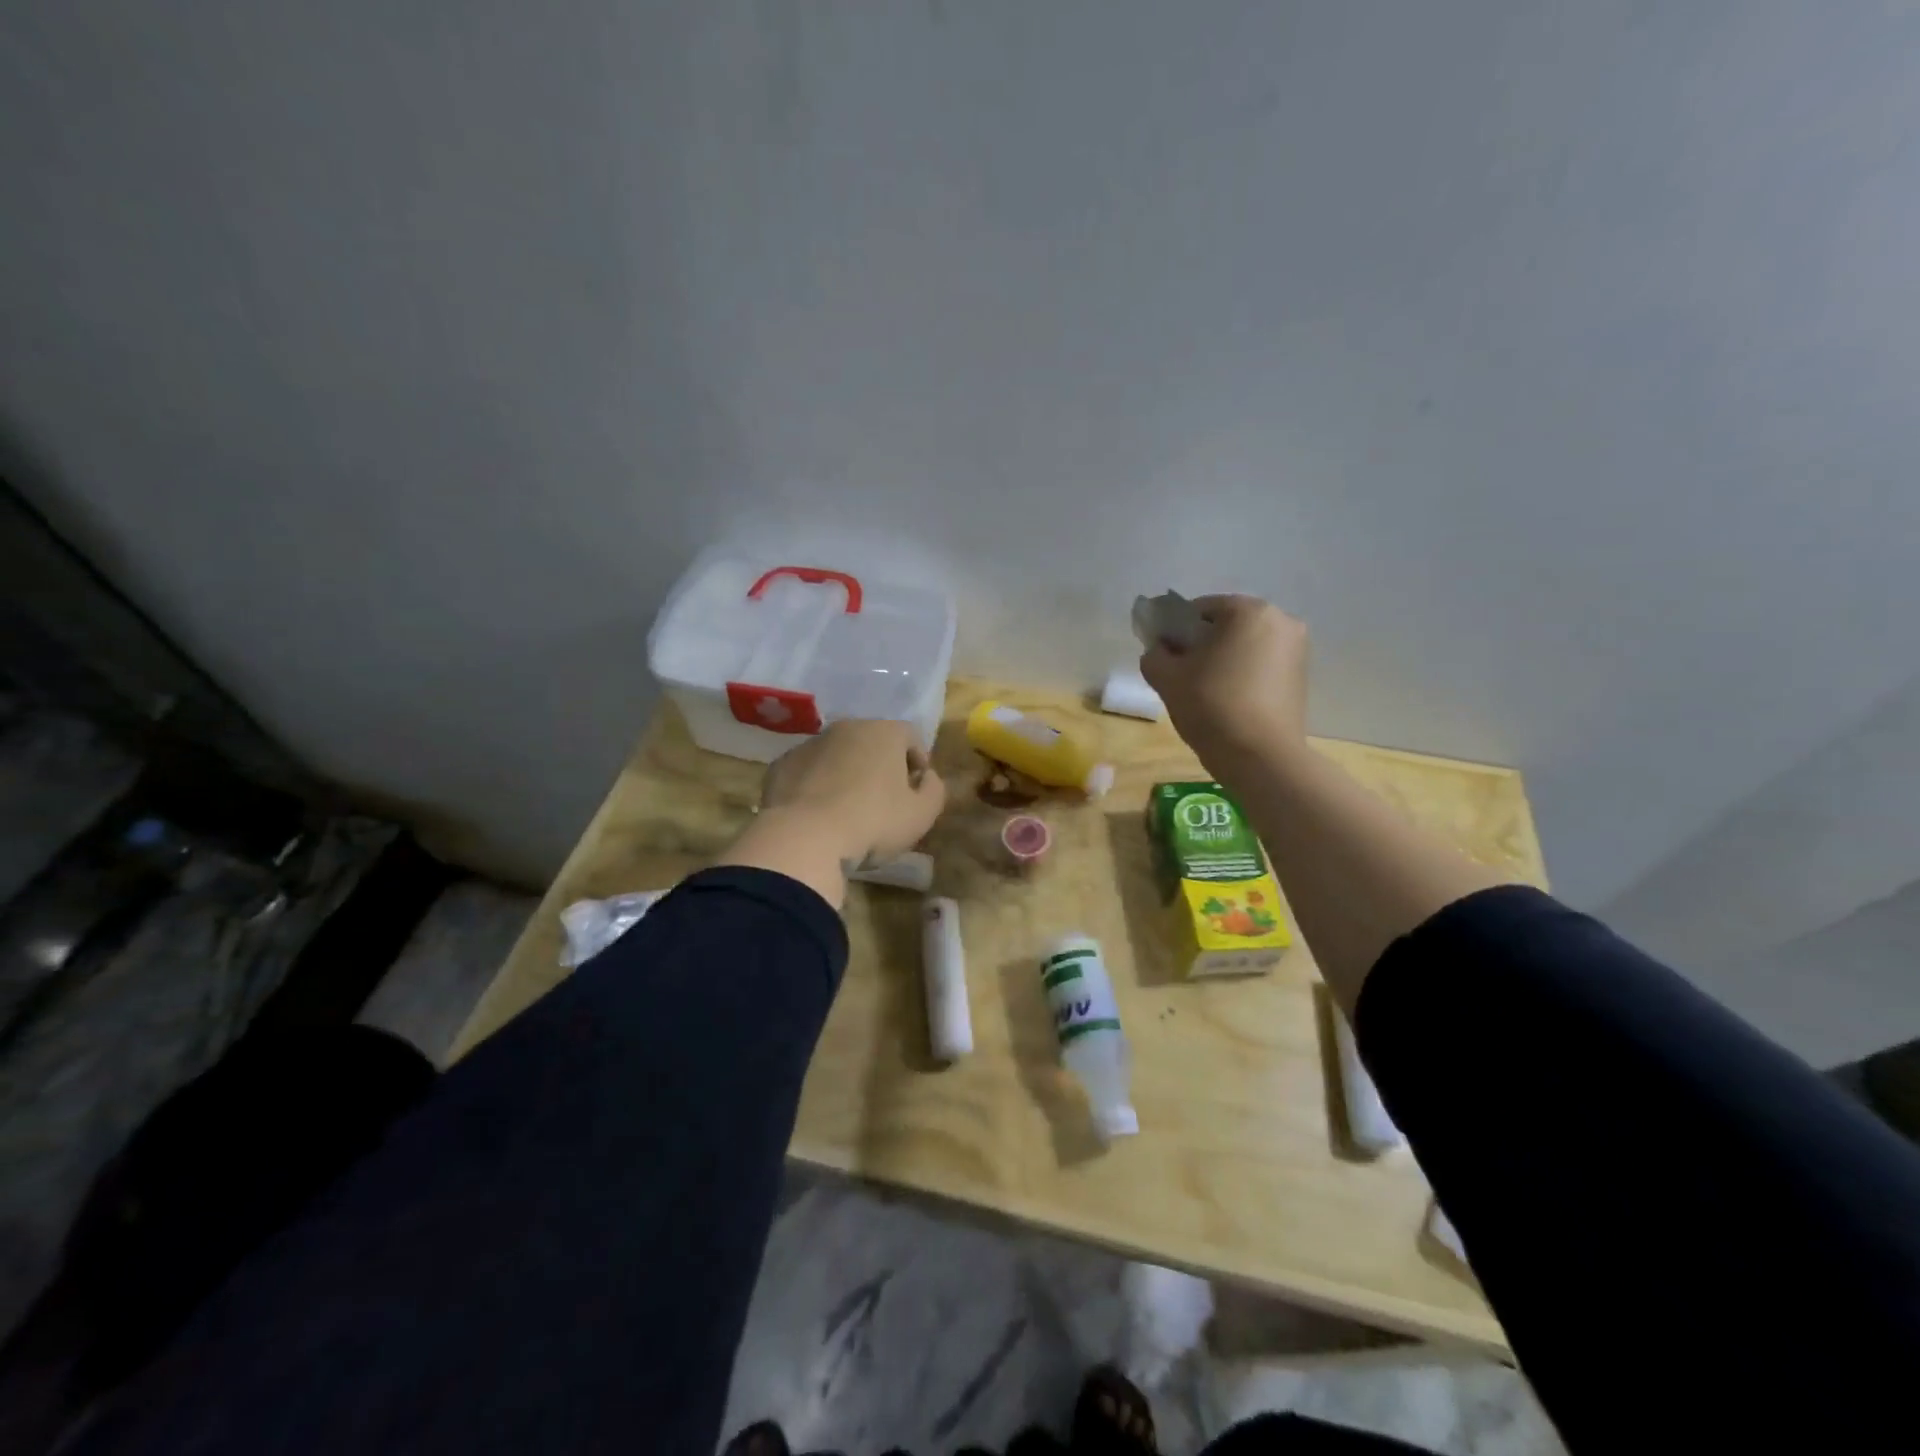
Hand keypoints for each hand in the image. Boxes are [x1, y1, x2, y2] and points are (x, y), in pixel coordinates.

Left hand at [759, 719, 945, 863]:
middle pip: (872, 742)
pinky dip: (816, 785)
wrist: (804, 839)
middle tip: (883, 800)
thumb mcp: (922, 814)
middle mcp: (846, 728)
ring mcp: (810, 744)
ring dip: (846, 773)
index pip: (910, 737)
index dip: (918, 762)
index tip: (916, 790)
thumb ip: (934, 789)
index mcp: (884, 732)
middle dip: (880, 765)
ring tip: (848, 809)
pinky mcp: (782, 765)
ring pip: (837, 754)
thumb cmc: (873, 823)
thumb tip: (927, 777)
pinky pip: (808, 771)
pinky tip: (818, 813)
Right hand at [1140, 595, 1310, 773]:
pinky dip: (1241, 675)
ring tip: (1203, 692)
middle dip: (1201, 645)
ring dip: (1222, 661)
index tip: (1164, 656)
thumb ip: (1154, 655)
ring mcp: (1297, 649)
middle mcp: (1281, 620)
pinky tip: (1227, 701)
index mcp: (1249, 611)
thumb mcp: (1167, 678)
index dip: (1175, 631)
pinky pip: (1261, 665)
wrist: (1261, 757)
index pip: (1199, 609)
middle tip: (1181, 675)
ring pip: (1244, 646)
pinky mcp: (1301, 677)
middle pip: (1226, 626)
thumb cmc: (1212, 706)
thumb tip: (1160, 651)